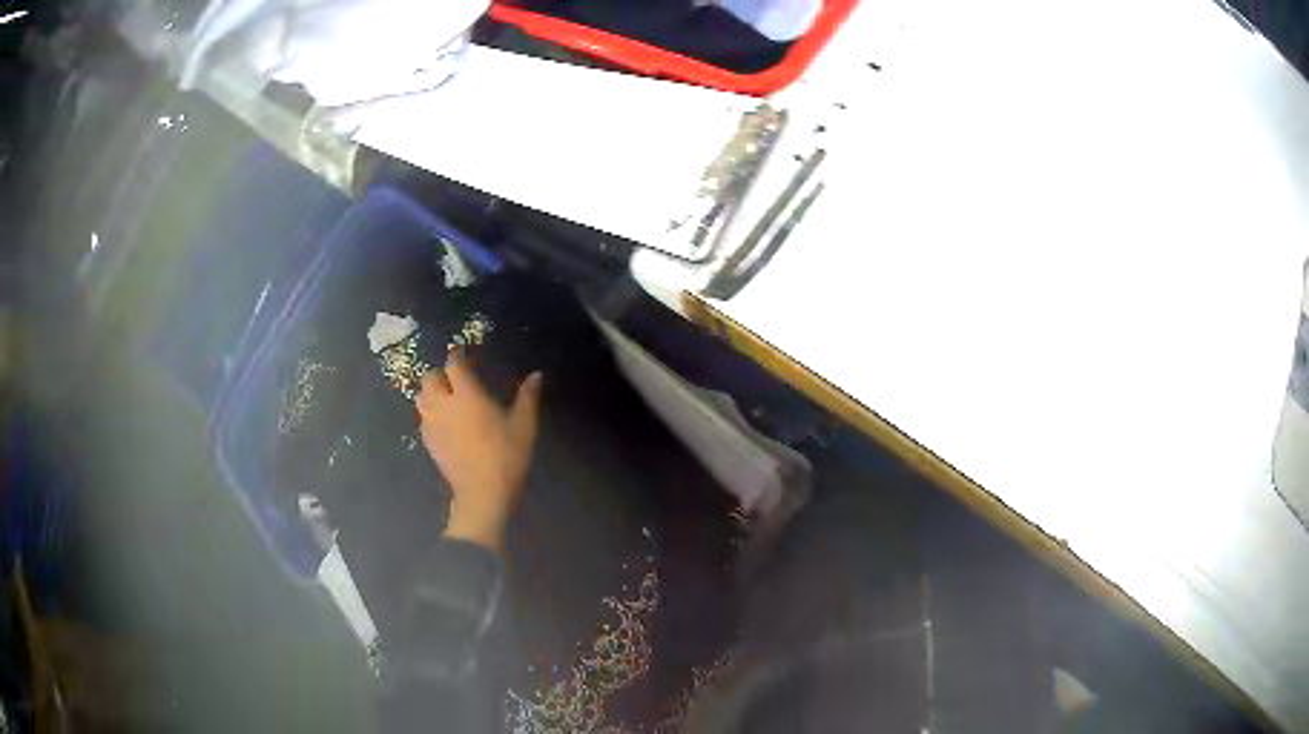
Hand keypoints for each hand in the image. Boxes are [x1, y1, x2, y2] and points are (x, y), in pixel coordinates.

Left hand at [416, 349, 543, 552]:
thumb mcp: (524, 425)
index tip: (465, 353)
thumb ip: (528, 396)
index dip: (458, 355)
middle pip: (429, 378)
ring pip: (421, 397)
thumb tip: (536, 375)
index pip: (454, 364)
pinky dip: (430, 414)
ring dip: (431, 392)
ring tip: (446, 397)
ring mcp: (432, 424)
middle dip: (440, 373)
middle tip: (455, 378)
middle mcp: (443, 404)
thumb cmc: (506, 455)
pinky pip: (423, 419)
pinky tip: (444, 423)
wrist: (483, 493)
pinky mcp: (429, 442)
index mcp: (467, 394)